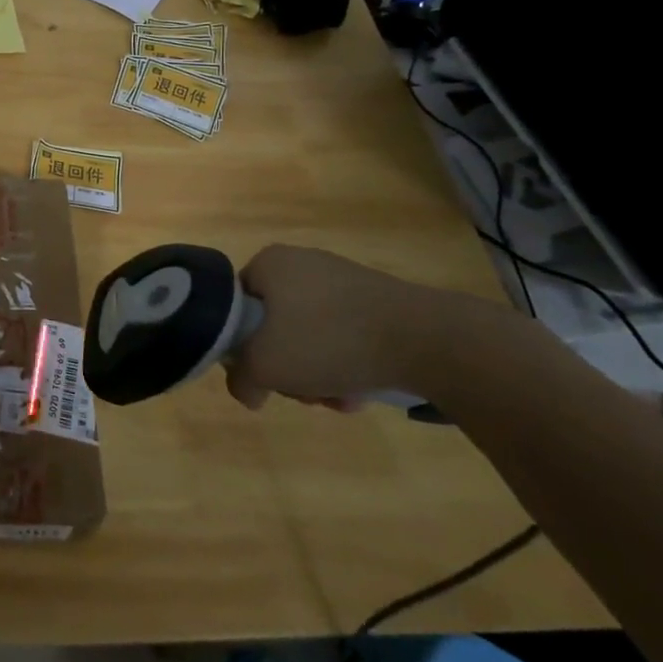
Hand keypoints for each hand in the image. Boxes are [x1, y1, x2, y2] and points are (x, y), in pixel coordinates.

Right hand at [225, 245, 466, 410]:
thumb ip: (240, 380)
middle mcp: (302, 263)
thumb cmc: (327, 340)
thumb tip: (248, 390)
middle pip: (275, 325)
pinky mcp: (377, 301)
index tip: (262, 371)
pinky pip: (345, 336)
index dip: (242, 344)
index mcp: (269, 263)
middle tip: (301, 391)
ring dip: (317, 373)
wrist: (426, 339)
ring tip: (337, 398)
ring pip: (311, 336)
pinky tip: (360, 392)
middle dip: (287, 366)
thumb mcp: (264, 366)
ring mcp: (344, 280)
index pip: (236, 306)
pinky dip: (346, 364)